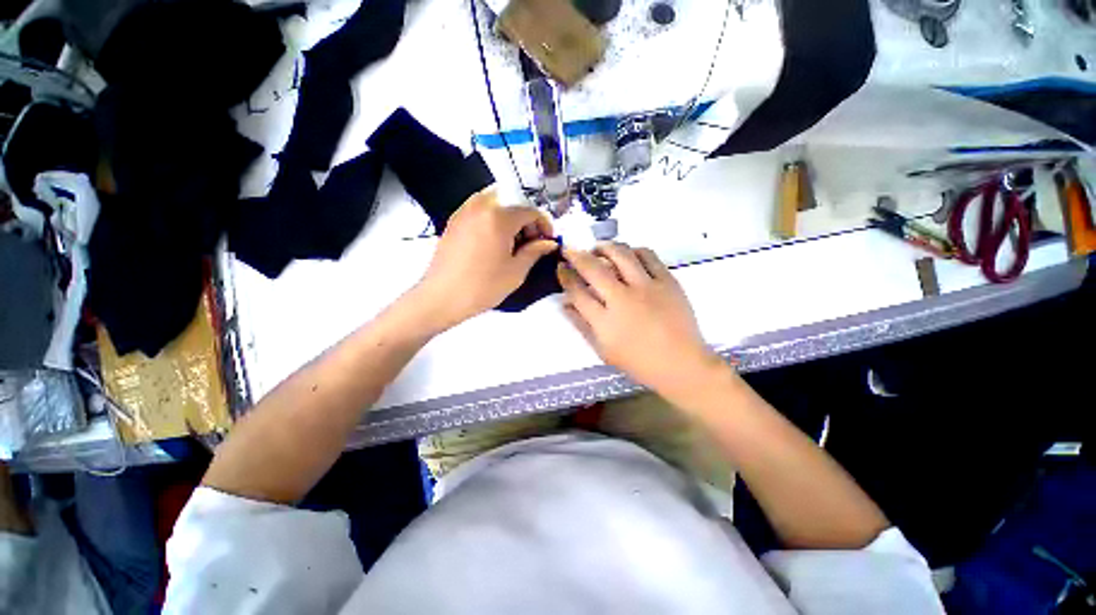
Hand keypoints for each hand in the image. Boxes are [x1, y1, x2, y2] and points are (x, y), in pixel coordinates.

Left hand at [414, 187, 557, 329]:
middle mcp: (480, 206)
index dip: (544, 225)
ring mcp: (464, 211)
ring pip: (496, 204)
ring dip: (510, 220)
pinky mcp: (454, 221)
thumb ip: (535, 251)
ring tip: (513, 244)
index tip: (548, 241)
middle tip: (531, 244)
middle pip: (513, 204)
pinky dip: (493, 220)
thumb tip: (549, 242)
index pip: (530, 211)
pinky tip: (495, 243)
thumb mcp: (516, 271)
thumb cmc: (483, 286)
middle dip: (527, 222)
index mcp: (499, 217)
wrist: (442, 297)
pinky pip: (480, 211)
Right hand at [558, 243, 723, 397]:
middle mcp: (623, 299)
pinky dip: (634, 250)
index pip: (577, 292)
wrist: (681, 364)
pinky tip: (628, 254)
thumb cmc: (639, 362)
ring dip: (604, 247)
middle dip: (576, 255)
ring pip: (621, 254)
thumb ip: (581, 325)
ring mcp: (647, 287)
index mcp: (605, 321)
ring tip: (599, 248)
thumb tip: (565, 304)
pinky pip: (648, 256)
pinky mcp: (667, 281)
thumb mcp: (603, 350)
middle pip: (593, 269)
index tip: (561, 267)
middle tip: (570, 250)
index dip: (565, 276)